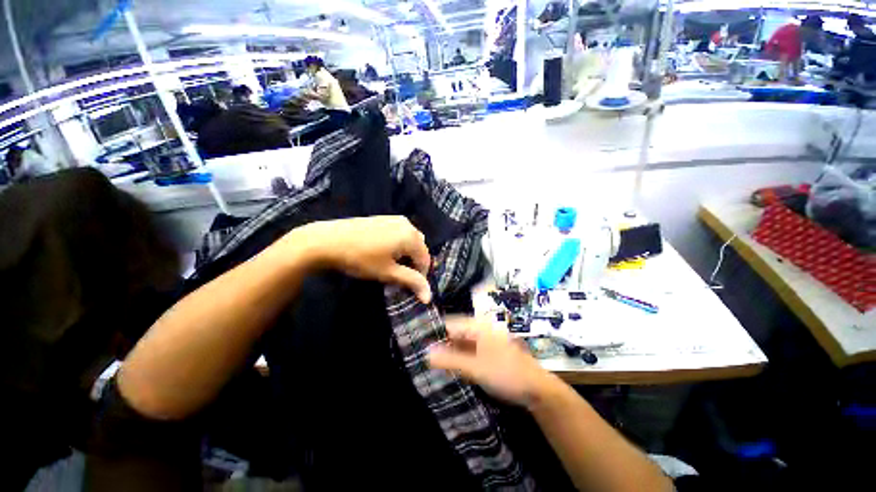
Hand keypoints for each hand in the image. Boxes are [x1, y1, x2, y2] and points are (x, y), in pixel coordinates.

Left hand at [294, 216, 431, 302]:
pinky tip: (384, 252)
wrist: (327, 240)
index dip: (420, 276)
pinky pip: (400, 233)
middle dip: (414, 263)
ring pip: (410, 240)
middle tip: (399, 276)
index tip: (408, 287)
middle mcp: (408, 224)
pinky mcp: (384, 218)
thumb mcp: (388, 273)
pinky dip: (399, 244)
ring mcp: (395, 219)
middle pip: (419, 248)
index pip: (425, 260)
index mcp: (411, 236)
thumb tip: (429, 297)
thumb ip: (411, 282)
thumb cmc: (361, 258)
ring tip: (392, 265)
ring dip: (407, 254)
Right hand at [428, 317, 554, 407]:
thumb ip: (450, 360)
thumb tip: (426, 353)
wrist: (537, 389)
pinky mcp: (487, 351)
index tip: (417, 343)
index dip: (434, 333)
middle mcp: (480, 329)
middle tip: (422, 354)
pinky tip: (449, 365)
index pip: (449, 324)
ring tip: (430, 361)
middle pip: (455, 332)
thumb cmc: (506, 374)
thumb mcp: (476, 368)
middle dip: (440, 343)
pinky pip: (468, 350)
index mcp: (478, 326)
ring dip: (448, 351)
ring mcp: (485, 340)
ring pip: (461, 342)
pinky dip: (458, 356)